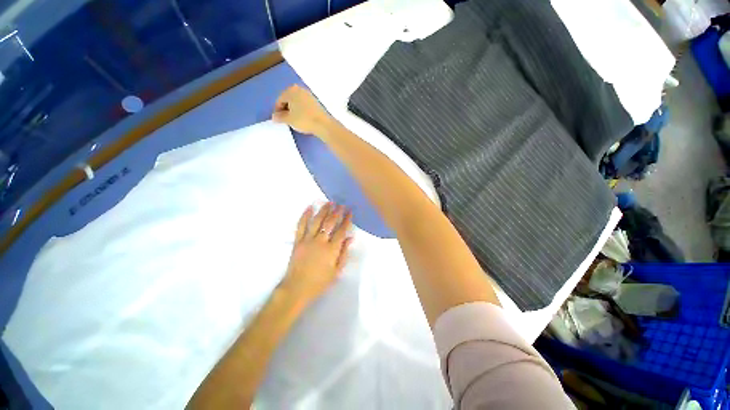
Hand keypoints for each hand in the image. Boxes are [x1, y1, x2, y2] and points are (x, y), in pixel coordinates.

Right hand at [272, 85, 332, 135]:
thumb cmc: (303, 120)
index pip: (279, 100)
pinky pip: (304, 105)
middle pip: (288, 99)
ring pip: (297, 102)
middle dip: (286, 109)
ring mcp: (309, 95)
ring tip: (294, 120)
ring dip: (294, 110)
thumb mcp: (288, 119)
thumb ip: (279, 117)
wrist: (323, 124)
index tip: (278, 120)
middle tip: (285, 120)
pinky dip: (301, 110)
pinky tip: (302, 119)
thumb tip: (274, 117)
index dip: (277, 111)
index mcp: (291, 90)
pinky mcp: (316, 102)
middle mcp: (300, 89)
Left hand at [279, 203, 352, 306]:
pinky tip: (309, 207)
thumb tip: (350, 238)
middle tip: (341, 204)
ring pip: (316, 221)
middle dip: (336, 212)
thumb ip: (344, 253)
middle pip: (329, 223)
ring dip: (323, 210)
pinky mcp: (297, 241)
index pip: (341, 231)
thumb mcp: (336, 271)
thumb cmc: (319, 282)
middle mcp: (320, 241)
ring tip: (329, 202)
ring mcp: (307, 240)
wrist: (296, 288)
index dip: (346, 220)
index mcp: (331, 250)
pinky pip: (301, 226)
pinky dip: (305, 215)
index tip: (349, 211)